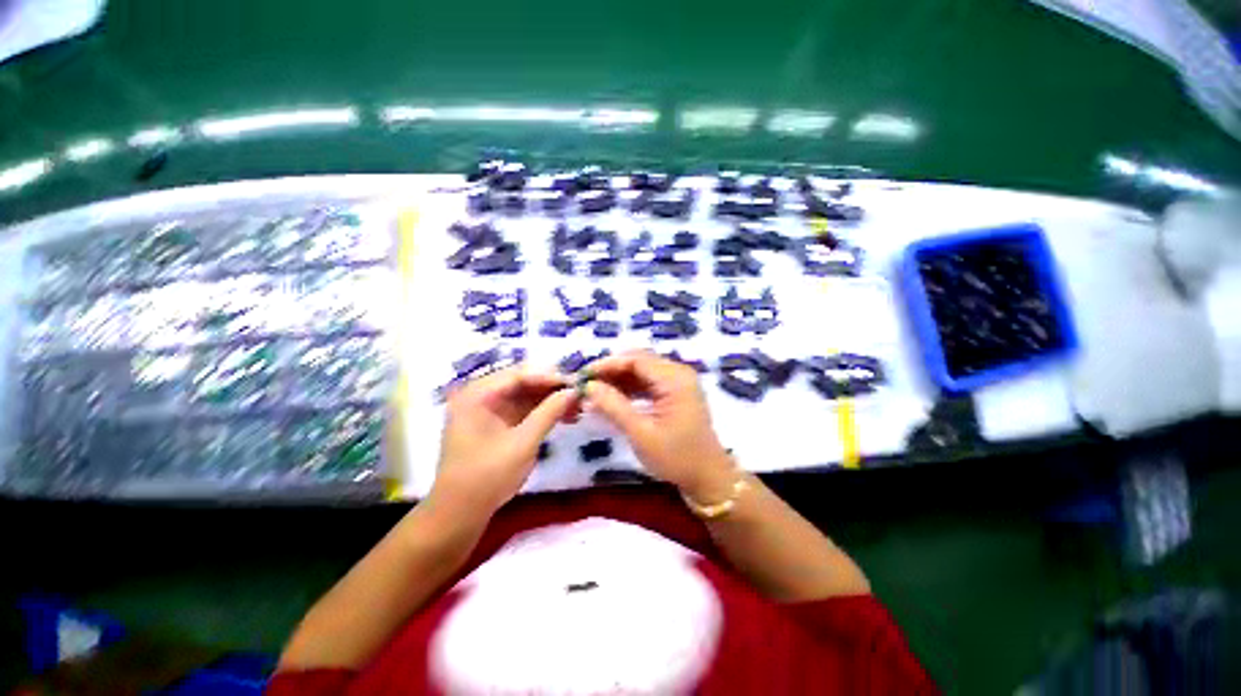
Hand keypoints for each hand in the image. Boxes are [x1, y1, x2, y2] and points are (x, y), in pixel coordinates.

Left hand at [432, 366, 576, 514]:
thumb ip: (548, 413)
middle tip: (580, 397)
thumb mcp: (522, 443)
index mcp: (476, 394)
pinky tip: (558, 420)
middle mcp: (474, 396)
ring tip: (575, 410)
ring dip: (545, 403)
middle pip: (517, 384)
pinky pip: (513, 413)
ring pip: (518, 399)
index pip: (518, 374)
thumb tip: (573, 391)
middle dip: (549, 390)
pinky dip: (534, 415)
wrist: (460, 509)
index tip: (578, 384)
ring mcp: (479, 413)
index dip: (549, 377)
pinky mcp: (486, 429)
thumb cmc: (488, 475)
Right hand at [584, 351, 733, 498]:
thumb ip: (614, 406)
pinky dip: (629, 390)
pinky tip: (610, 401)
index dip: (606, 365)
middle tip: (583, 386)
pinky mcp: (677, 396)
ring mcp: (679, 385)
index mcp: (674, 378)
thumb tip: (588, 386)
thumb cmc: (676, 457)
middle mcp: (679, 374)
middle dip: (610, 372)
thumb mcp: (641, 433)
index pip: (635, 359)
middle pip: (638, 362)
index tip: (581, 377)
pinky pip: (649, 384)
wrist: (708, 477)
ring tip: (592, 394)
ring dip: (618, 381)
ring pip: (642, 372)